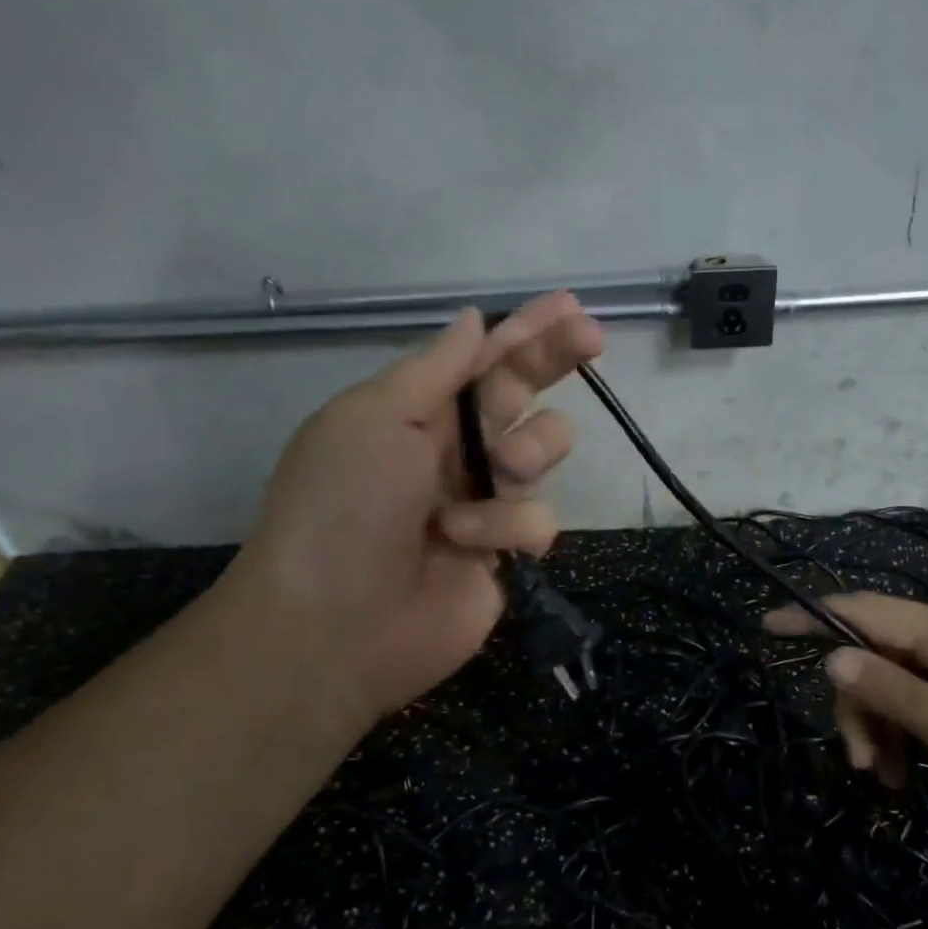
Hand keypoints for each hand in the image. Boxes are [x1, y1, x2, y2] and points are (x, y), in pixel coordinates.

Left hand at [219, 291, 603, 737]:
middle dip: (557, 360)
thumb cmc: (343, 505)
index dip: (525, 330)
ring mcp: (487, 502)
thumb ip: (434, 369)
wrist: (335, 622)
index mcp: (420, 413)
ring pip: (544, 452)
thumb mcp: (374, 417)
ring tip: (499, 469)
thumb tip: (473, 320)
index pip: (483, 359)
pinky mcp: (508, 552)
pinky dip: (507, 525)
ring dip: (529, 451)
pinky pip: (539, 519)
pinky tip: (467, 541)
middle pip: (526, 394)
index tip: (570, 305)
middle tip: (592, 337)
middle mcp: (459, 450)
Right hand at [765, 593, 927, 867]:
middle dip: (858, 704)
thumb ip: (895, 692)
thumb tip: (833, 654)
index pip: (865, 610)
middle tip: (866, 767)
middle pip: (879, 655)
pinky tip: (917, 775)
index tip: (764, 626)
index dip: (812, 615)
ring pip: (902, 684)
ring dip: (885, 727)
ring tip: (894, 783)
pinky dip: (913, 736)